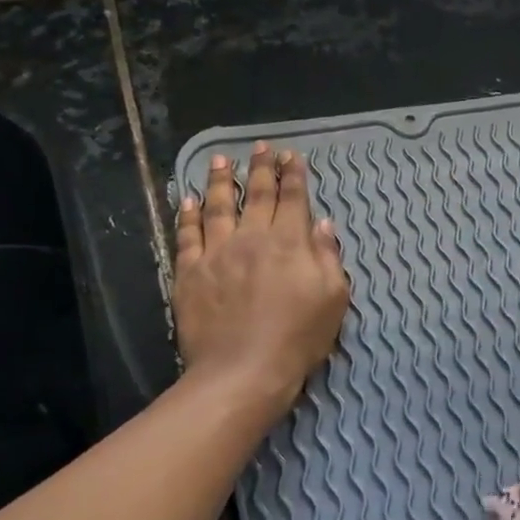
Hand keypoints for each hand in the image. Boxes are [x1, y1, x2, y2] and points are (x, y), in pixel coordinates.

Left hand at [174, 142, 349, 411]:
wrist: (243, 371)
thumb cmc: (298, 338)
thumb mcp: (333, 299)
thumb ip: (328, 257)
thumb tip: (322, 224)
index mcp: (290, 243)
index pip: (293, 199)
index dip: (294, 175)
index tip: (292, 156)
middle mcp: (252, 238)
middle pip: (257, 195)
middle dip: (261, 168)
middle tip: (261, 148)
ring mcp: (217, 253)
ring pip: (218, 206)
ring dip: (221, 180)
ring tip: (221, 160)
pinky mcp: (189, 272)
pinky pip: (187, 235)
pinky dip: (188, 215)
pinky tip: (188, 200)